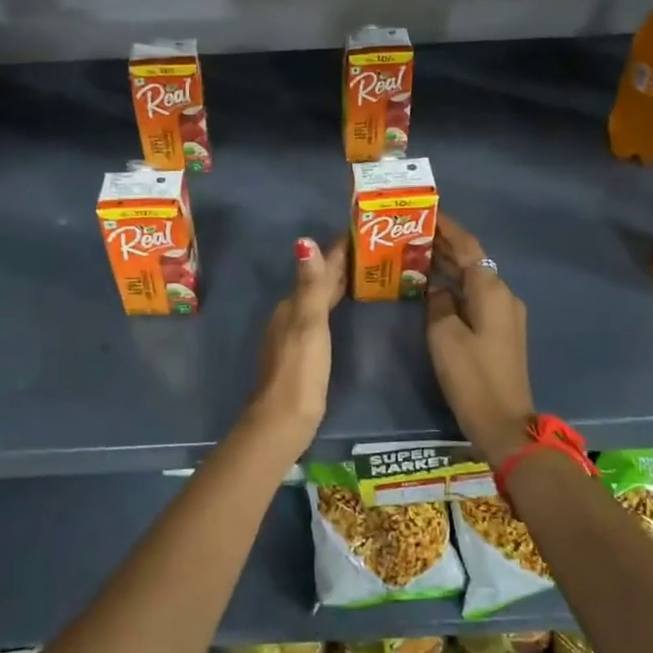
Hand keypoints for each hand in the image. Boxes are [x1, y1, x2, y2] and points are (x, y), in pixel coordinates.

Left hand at [249, 235, 347, 444]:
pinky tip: (342, 309)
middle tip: (368, 249)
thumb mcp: (309, 323)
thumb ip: (311, 285)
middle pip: (316, 283)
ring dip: (336, 285)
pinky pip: (320, 317)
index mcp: (292, 306)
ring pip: (317, 300)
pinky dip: (332, 305)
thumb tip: (304, 241)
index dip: (336, 251)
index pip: (317, 269)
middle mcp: (290, 315)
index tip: (359, 232)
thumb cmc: (301, 369)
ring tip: (361, 274)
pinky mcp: (301, 354)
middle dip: (338, 266)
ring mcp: (293, 335)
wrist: (284, 419)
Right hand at [426, 215, 534, 463]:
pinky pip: (477, 296)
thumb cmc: (471, 375)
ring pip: (475, 278)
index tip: (427, 212)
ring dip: (450, 266)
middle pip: (473, 260)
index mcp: (491, 289)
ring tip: (418, 255)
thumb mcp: (444, 335)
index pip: (468, 246)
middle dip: (445, 245)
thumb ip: (438, 302)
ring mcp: (506, 314)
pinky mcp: (502, 331)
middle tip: (413, 232)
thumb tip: (437, 288)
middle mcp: (504, 294)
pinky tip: (435, 288)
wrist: (504, 421)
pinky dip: (457, 286)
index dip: (447, 228)